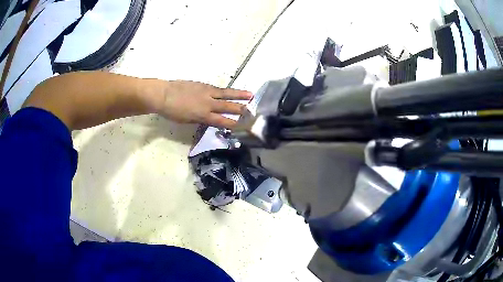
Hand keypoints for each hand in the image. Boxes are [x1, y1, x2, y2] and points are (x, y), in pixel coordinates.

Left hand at [158, 80, 251, 128]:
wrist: (163, 94)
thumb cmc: (172, 111)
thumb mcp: (187, 120)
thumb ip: (200, 119)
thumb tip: (209, 118)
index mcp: (203, 115)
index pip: (222, 120)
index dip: (233, 123)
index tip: (243, 125)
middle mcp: (208, 103)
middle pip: (228, 106)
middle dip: (241, 109)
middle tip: (252, 110)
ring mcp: (207, 91)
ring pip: (226, 93)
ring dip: (239, 95)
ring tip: (250, 95)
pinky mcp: (203, 84)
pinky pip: (217, 88)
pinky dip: (225, 91)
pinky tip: (230, 91)